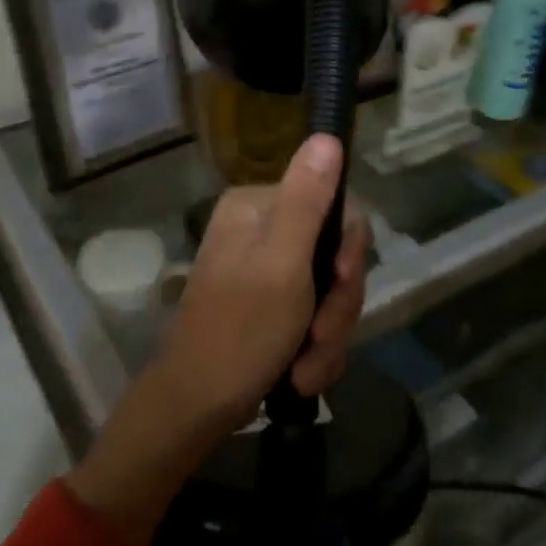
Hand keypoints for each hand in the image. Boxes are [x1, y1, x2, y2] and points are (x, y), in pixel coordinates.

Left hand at [65, 135, 369, 544]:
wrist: (196, 409)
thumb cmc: (239, 332)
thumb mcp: (282, 263)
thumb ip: (307, 200)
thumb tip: (327, 136)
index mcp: (258, 206)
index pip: (335, 207)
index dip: (349, 251)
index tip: (342, 284)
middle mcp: (262, 228)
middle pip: (336, 253)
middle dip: (337, 306)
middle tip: (318, 337)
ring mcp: (267, 269)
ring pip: (332, 291)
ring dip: (329, 335)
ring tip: (306, 367)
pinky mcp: (272, 305)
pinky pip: (317, 316)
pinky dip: (316, 349)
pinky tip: (300, 374)